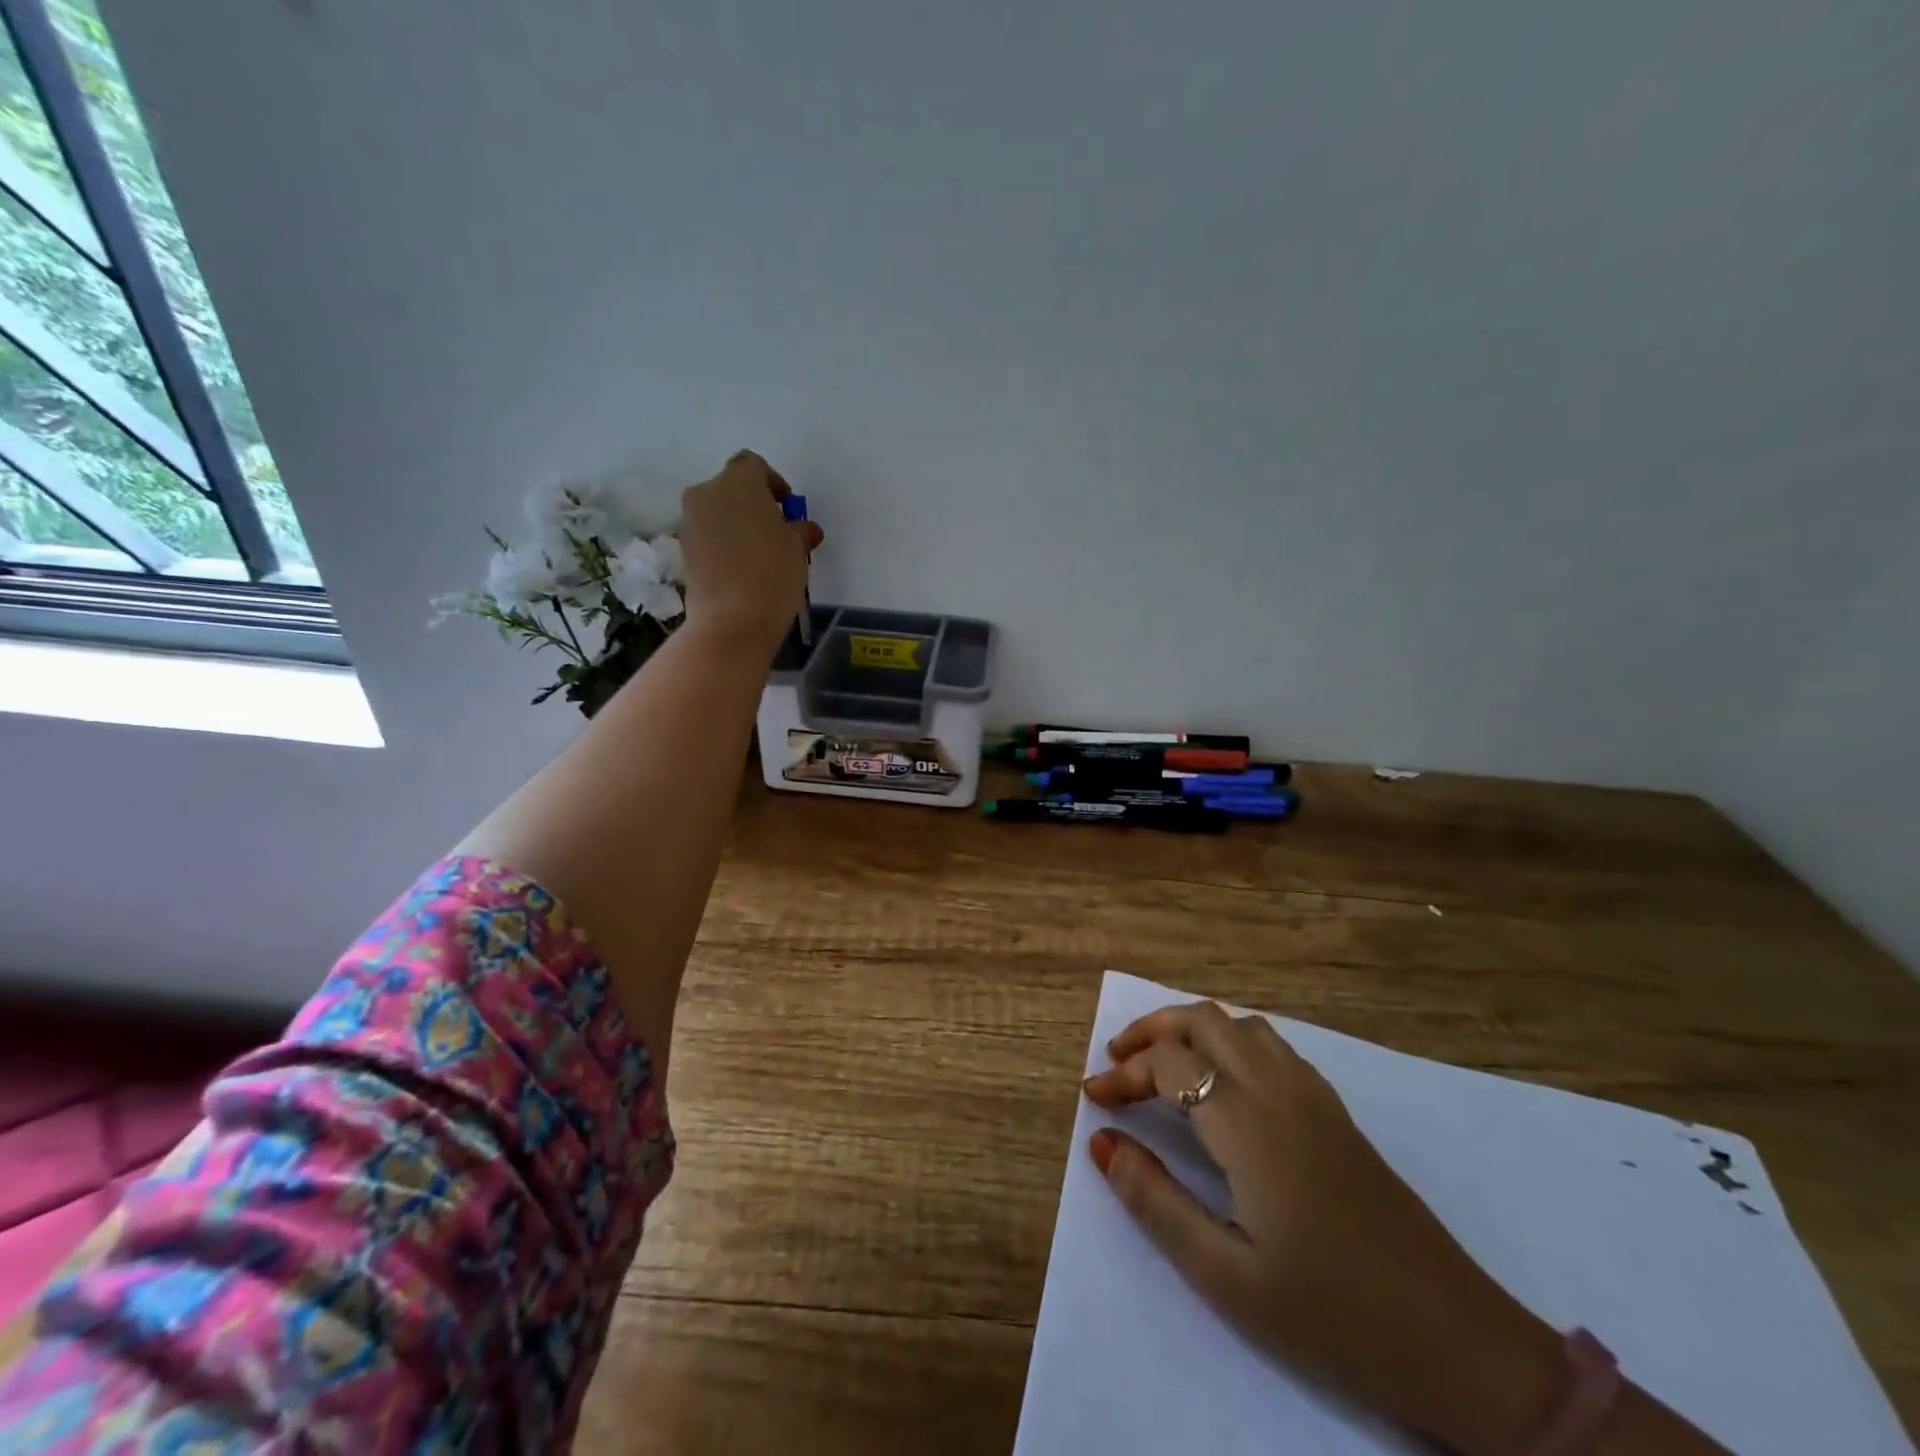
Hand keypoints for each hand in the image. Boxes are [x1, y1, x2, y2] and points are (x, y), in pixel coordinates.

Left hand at [678, 450, 823, 653]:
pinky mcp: (684, 551)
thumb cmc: (772, 573)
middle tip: (777, 533)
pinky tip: (743, 570)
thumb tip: (802, 529)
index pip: (753, 465)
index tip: (788, 509)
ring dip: (738, 525)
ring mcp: (690, 523)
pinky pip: (709, 537)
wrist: (732, 620)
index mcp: (737, 482)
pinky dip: (725, 545)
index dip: (773, 483)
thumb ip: (799, 530)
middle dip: (754, 505)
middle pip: (732, 488)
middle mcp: (706, 493)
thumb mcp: (797, 548)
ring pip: (719, 513)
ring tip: (761, 556)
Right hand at [1083, 1002, 1564, 1455]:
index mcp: (1247, 1123)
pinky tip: (1225, 1083)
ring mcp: (1313, 1095)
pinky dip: (1231, 1041)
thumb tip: (1102, 1142)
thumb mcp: (1225, 1276)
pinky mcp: (1336, 1111)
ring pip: (1240, 1024)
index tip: (1094, 1098)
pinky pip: (1271, 1045)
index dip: (1124, 1072)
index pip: (1168, 1063)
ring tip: (1164, 1063)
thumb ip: (1155, 1201)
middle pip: (1203, 1019)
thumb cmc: (1331, 1314)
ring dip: (1193, 1029)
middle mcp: (1278, 1089)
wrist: (1457, 1341)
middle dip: (1152, 1028)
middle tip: (1117, 1061)